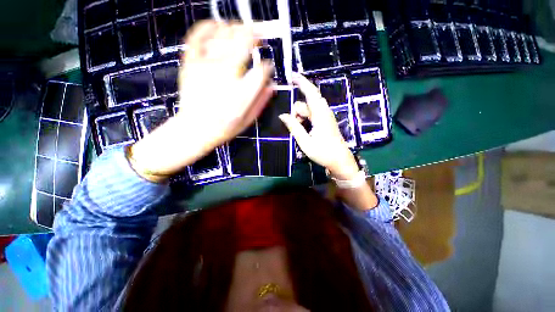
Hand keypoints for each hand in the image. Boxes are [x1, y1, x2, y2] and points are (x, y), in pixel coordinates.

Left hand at [130, 21, 273, 180]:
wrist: (194, 129)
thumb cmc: (224, 127)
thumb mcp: (248, 120)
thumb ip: (261, 102)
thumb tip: (271, 86)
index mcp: (243, 92)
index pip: (262, 69)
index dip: (267, 65)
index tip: (267, 66)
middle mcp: (227, 74)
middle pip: (245, 41)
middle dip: (256, 35)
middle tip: (259, 35)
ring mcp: (207, 65)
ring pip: (224, 33)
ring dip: (237, 28)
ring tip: (241, 31)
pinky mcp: (191, 62)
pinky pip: (198, 35)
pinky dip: (208, 26)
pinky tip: (216, 25)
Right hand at [279, 73, 359, 180]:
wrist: (340, 160)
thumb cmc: (323, 152)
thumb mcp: (305, 142)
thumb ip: (294, 127)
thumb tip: (283, 115)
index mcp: (320, 115)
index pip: (311, 93)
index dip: (301, 82)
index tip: (291, 75)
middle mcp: (324, 112)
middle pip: (307, 101)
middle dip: (297, 109)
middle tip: (293, 123)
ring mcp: (325, 116)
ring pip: (309, 108)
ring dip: (301, 115)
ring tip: (299, 129)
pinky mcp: (325, 121)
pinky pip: (312, 113)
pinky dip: (305, 118)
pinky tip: (304, 128)